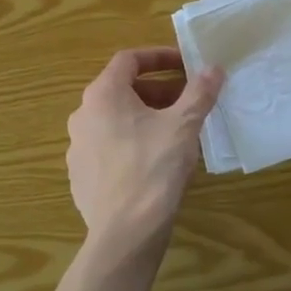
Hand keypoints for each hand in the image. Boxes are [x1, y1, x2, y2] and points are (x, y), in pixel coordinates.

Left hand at [66, 48, 222, 251]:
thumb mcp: (183, 126)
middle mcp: (82, 114)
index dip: (159, 57)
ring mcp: (77, 146)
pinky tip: (154, 162)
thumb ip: (199, 92)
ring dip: (144, 117)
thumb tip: (213, 68)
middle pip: (121, 90)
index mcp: (103, 95)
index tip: (185, 65)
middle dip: (157, 91)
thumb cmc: (154, 168)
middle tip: (187, 102)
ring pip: (114, 120)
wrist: (124, 233)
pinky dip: (131, 142)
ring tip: (175, 132)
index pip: (129, 59)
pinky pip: (108, 146)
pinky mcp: (80, 174)